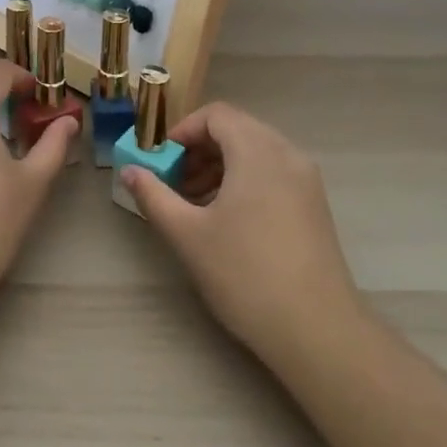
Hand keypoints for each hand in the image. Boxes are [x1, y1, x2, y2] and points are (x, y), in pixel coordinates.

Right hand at [121, 102, 362, 365]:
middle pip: (236, 130)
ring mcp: (306, 180)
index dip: (183, 131)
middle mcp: (286, 155)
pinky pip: (272, 173)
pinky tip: (226, 219)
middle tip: (173, 182)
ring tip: (194, 204)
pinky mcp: (314, 206)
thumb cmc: (245, 274)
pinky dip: (243, 181)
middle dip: (199, 150)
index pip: (216, 115)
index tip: (160, 160)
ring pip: (255, 152)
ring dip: (219, 166)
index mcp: (257, 151)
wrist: (317, 331)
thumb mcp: (187, 234)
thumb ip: (153, 195)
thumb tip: (129, 171)